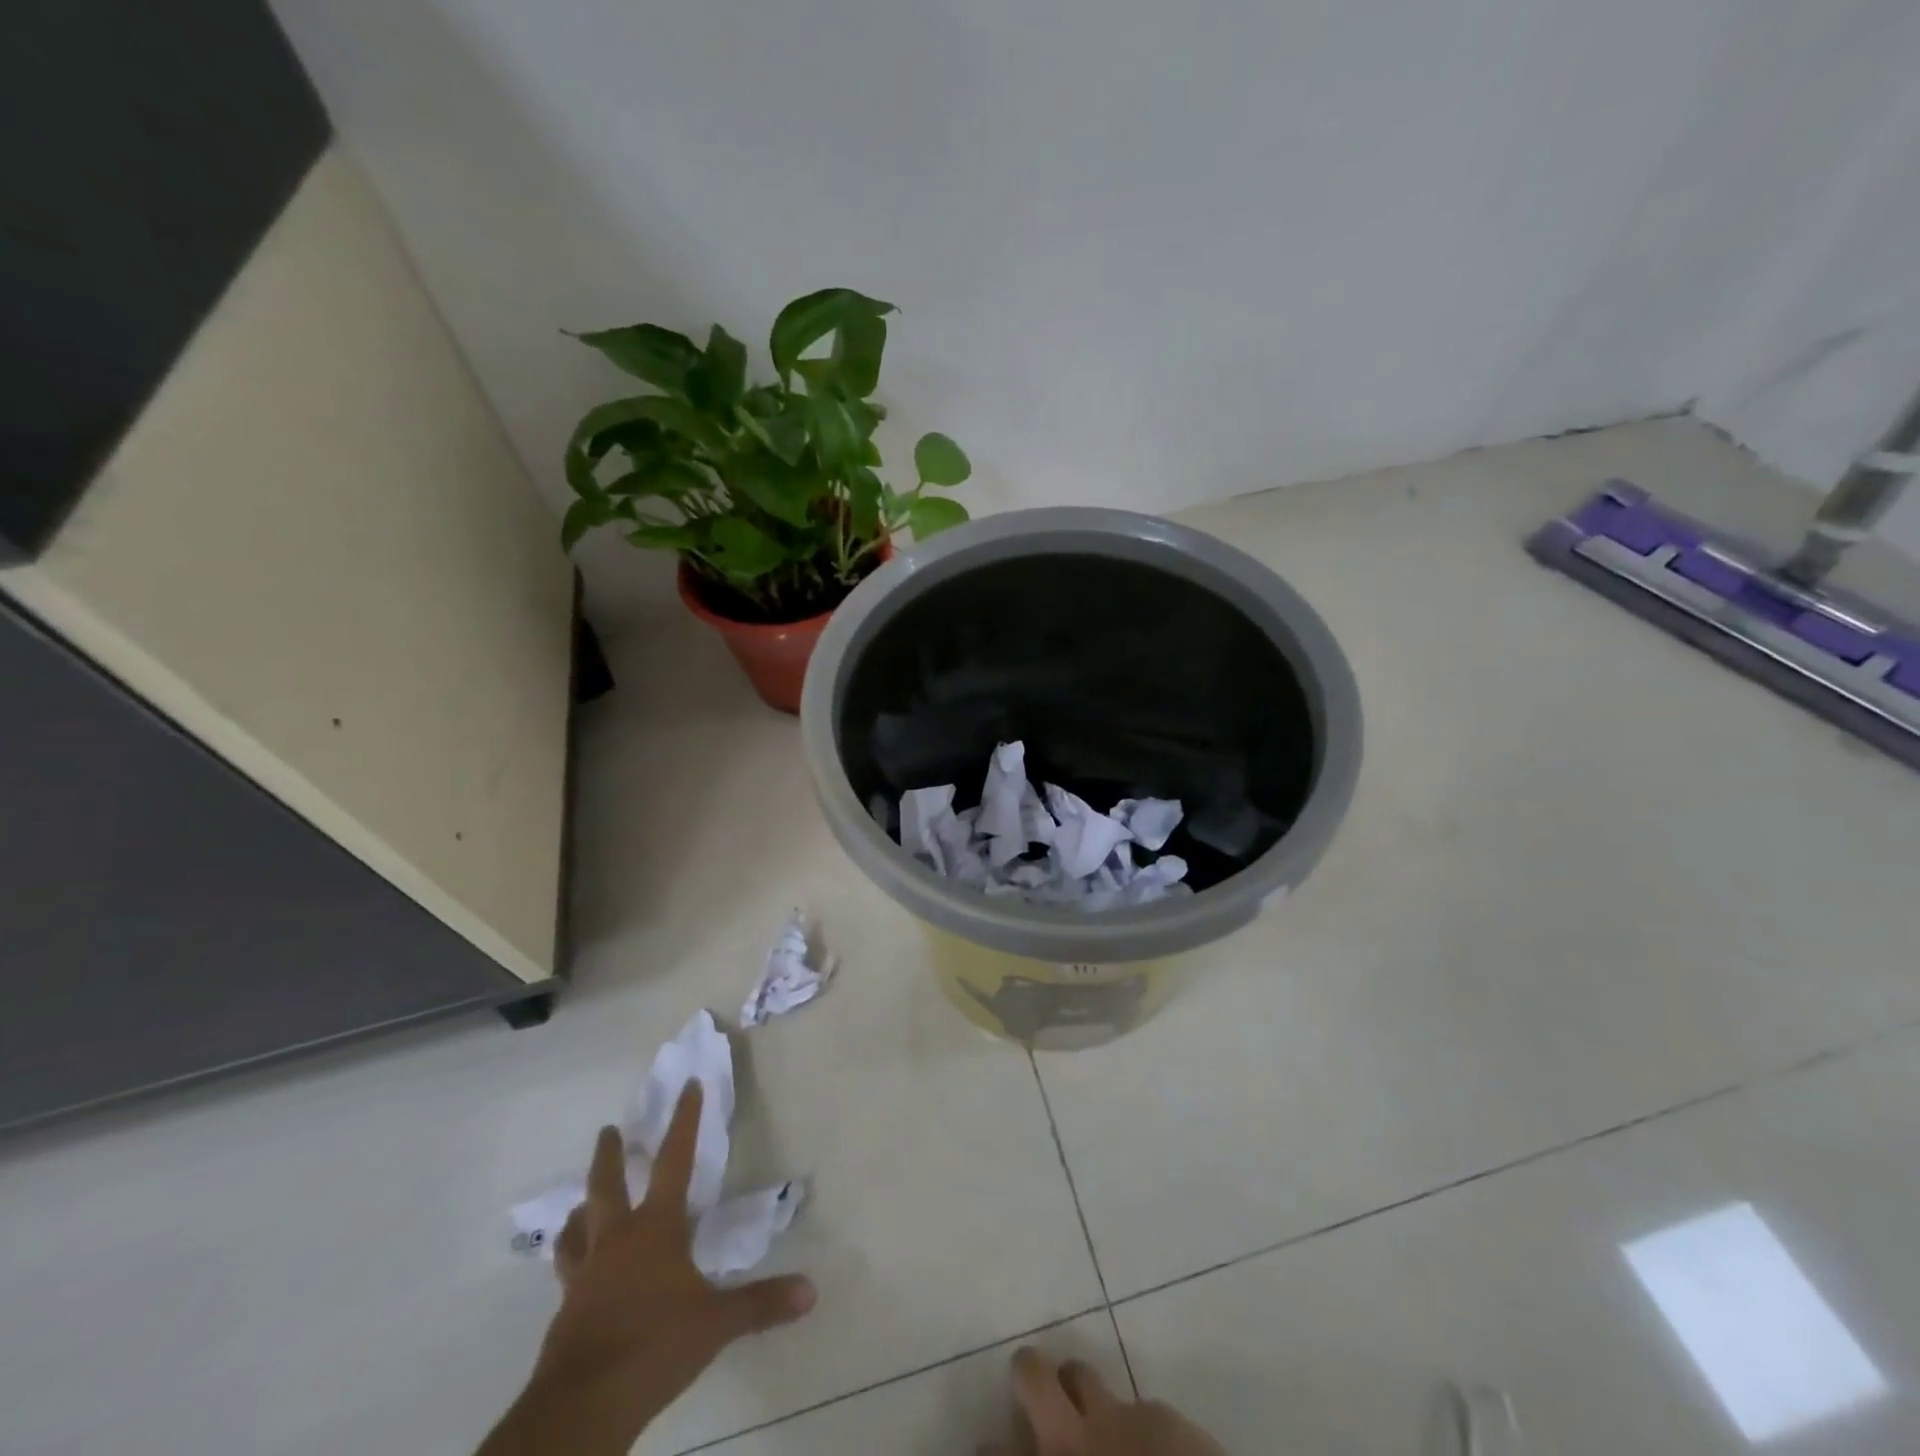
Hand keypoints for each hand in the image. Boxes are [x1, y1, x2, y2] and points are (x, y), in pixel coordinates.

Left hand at [478, 1082, 815, 1455]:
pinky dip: (574, 1259)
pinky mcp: (567, 1312)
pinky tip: (577, 1271)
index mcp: (656, 1228)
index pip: (675, 1161)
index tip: (688, 1086)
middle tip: (608, 1130)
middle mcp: (616, 1240)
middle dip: (610, 1154)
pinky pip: (569, 1273)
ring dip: (582, 1208)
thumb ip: (761, 1303)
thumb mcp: (717, 1323)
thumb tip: (811, 1290)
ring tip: (582, 1201)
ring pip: (578, 1228)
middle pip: (607, 1185)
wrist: (581, 1406)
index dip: (684, 1121)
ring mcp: (586, 1276)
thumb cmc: (654, 1346)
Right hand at [985, 1347, 1226, 1455]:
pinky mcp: (1158, 1416)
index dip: (991, 1447)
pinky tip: (1148, 1452)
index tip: (992, 1446)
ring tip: (1089, 1415)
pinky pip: (1134, 1409)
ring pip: (1081, 1374)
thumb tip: (1042, 1451)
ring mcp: (1114, 1418)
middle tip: (1033, 1389)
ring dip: (1079, 1390)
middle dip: (1027, 1374)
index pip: (994, 1450)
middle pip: (1031, 1374)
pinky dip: (1133, 1427)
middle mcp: (1068, 1438)